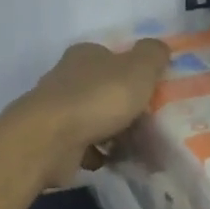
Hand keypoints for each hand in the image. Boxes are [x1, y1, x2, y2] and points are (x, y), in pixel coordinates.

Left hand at [17, 39, 169, 189]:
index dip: (133, 71)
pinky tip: (114, 161)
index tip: (153, 90)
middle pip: (103, 89)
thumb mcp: (138, 68)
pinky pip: (84, 146)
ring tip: (140, 146)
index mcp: (85, 55)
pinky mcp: (53, 141)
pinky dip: (99, 154)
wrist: (50, 141)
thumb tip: (160, 47)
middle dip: (126, 106)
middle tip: (152, 122)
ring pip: (94, 119)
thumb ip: (153, 55)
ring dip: (114, 132)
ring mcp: (57, 111)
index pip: (111, 56)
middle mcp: (67, 78)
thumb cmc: (98, 98)